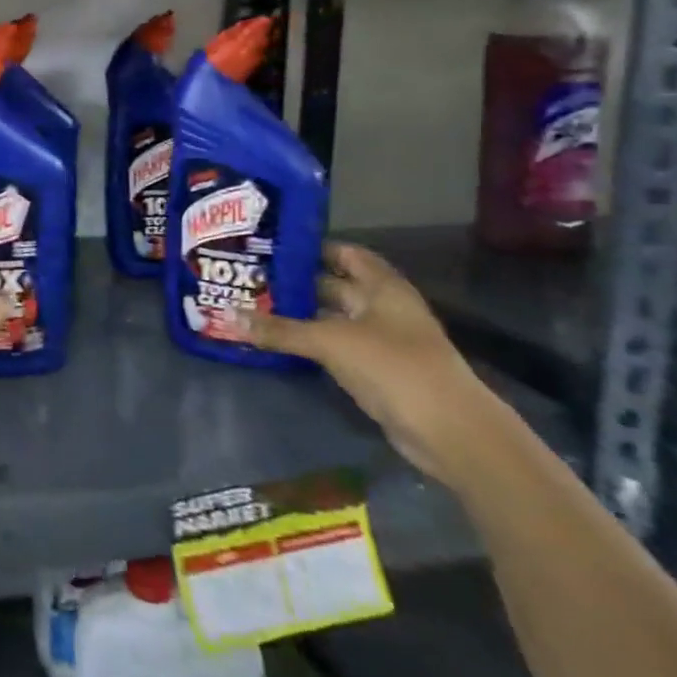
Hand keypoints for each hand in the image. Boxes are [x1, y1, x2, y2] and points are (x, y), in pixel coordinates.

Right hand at [240, 243, 503, 488]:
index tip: (270, 245)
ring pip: (333, 317)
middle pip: (335, 285)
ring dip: (301, 314)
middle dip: (297, 282)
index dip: (312, 247)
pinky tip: (279, 341)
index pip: (345, 253)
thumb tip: (226, 315)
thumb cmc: (393, 367)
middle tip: (252, 276)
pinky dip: (311, 342)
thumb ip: (280, 330)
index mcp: (382, 287)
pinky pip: (336, 346)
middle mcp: (383, 307)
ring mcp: (381, 340)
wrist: (449, 431)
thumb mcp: (330, 342)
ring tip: (255, 304)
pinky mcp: (376, 370)